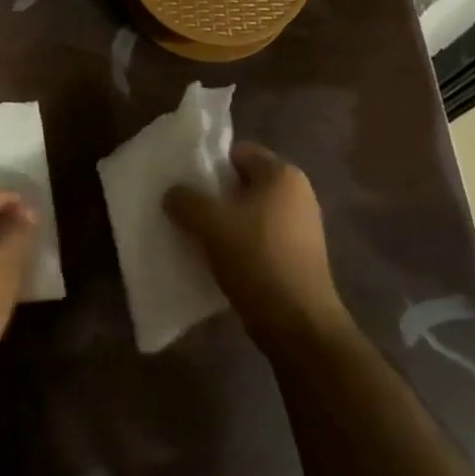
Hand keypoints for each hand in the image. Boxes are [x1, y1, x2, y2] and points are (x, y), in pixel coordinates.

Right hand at [164, 143, 348, 347]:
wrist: (297, 322)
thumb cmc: (256, 258)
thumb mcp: (210, 223)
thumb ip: (185, 201)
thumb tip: (173, 194)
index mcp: (282, 175)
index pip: (238, 152)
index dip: (209, 163)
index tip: (183, 181)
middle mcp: (298, 194)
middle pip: (243, 183)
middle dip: (213, 194)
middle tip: (183, 208)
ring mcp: (301, 227)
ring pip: (249, 213)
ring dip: (223, 222)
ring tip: (194, 235)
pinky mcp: (298, 256)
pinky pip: (258, 238)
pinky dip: (237, 243)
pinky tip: (216, 259)